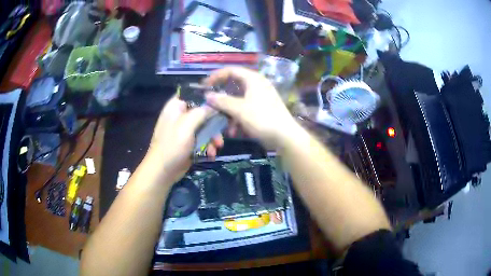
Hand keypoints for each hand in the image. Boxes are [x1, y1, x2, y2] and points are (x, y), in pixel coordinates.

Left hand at [146, 96, 223, 183]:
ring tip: (216, 148)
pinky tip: (210, 154)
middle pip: (203, 111)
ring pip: (205, 126)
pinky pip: (203, 138)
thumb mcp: (186, 126)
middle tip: (222, 132)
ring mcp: (185, 129)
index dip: (208, 97)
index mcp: (176, 106)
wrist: (163, 172)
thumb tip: (214, 104)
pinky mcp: (189, 142)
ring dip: (213, 137)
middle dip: (214, 123)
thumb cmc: (172, 146)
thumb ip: (201, 112)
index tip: (222, 104)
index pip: (194, 94)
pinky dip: (208, 145)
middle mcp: (181, 115)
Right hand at [204, 67, 296, 147]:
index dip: (216, 76)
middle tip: (211, 105)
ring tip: (225, 126)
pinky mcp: (262, 109)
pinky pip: (245, 109)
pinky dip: (238, 118)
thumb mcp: (239, 109)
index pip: (231, 70)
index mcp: (253, 79)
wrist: (284, 136)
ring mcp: (260, 97)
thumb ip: (222, 101)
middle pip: (234, 86)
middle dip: (222, 99)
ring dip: (229, 113)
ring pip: (238, 100)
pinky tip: (235, 131)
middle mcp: (257, 85)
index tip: (205, 86)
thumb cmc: (262, 118)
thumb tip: (207, 95)